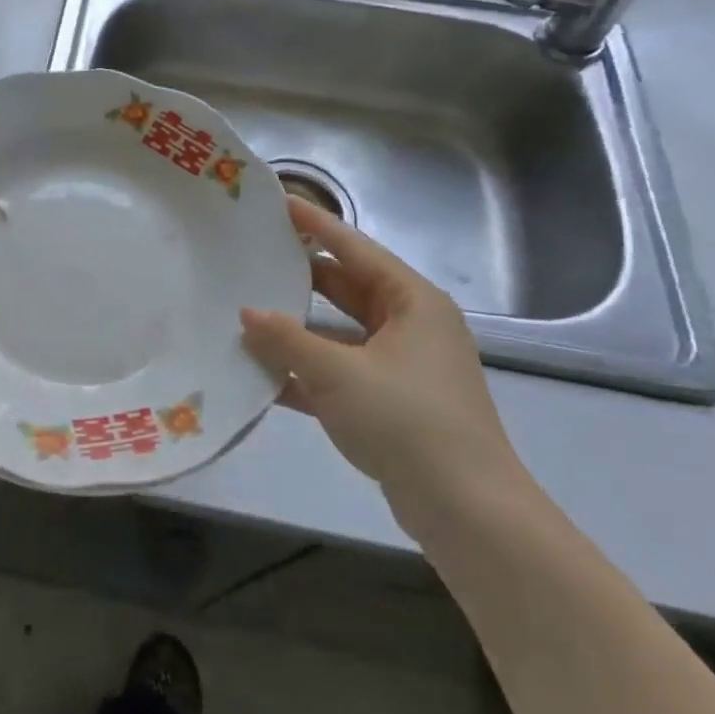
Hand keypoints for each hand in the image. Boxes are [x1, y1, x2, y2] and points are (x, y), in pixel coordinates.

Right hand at [240, 197, 533, 539]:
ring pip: (340, 333)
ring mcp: (402, 366)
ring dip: (298, 330)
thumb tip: (247, 314)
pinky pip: (341, 372)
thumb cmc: (407, 420)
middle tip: (253, 257)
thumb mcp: (338, 374)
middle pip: (346, 287)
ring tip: (247, 313)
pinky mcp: (391, 403)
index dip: (314, 224)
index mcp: (412, 302)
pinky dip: (307, 371)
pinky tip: (263, 374)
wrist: (468, 512)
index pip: (354, 248)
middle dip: (301, 276)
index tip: (278, 202)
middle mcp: (411, 326)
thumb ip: (287, 340)